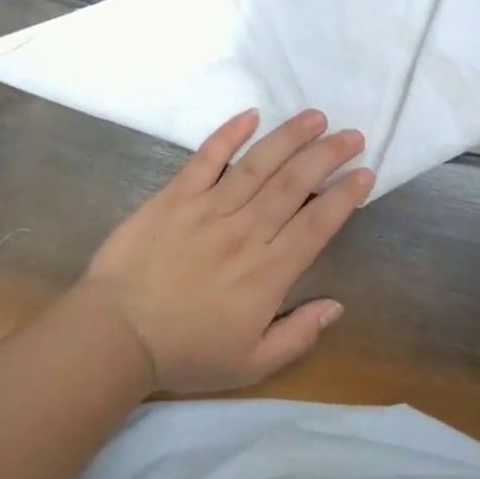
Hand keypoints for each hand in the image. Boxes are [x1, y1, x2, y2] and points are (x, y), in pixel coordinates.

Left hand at [72, 109, 371, 393]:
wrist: (115, 336)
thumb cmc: (186, 352)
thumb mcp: (251, 364)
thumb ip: (298, 335)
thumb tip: (337, 305)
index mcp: (268, 271)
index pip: (318, 223)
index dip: (345, 196)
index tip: (365, 173)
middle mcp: (246, 232)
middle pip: (295, 184)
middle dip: (328, 155)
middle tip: (352, 135)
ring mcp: (209, 209)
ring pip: (259, 164)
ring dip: (290, 136)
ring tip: (316, 117)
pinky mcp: (176, 196)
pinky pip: (206, 158)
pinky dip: (229, 134)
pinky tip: (251, 114)